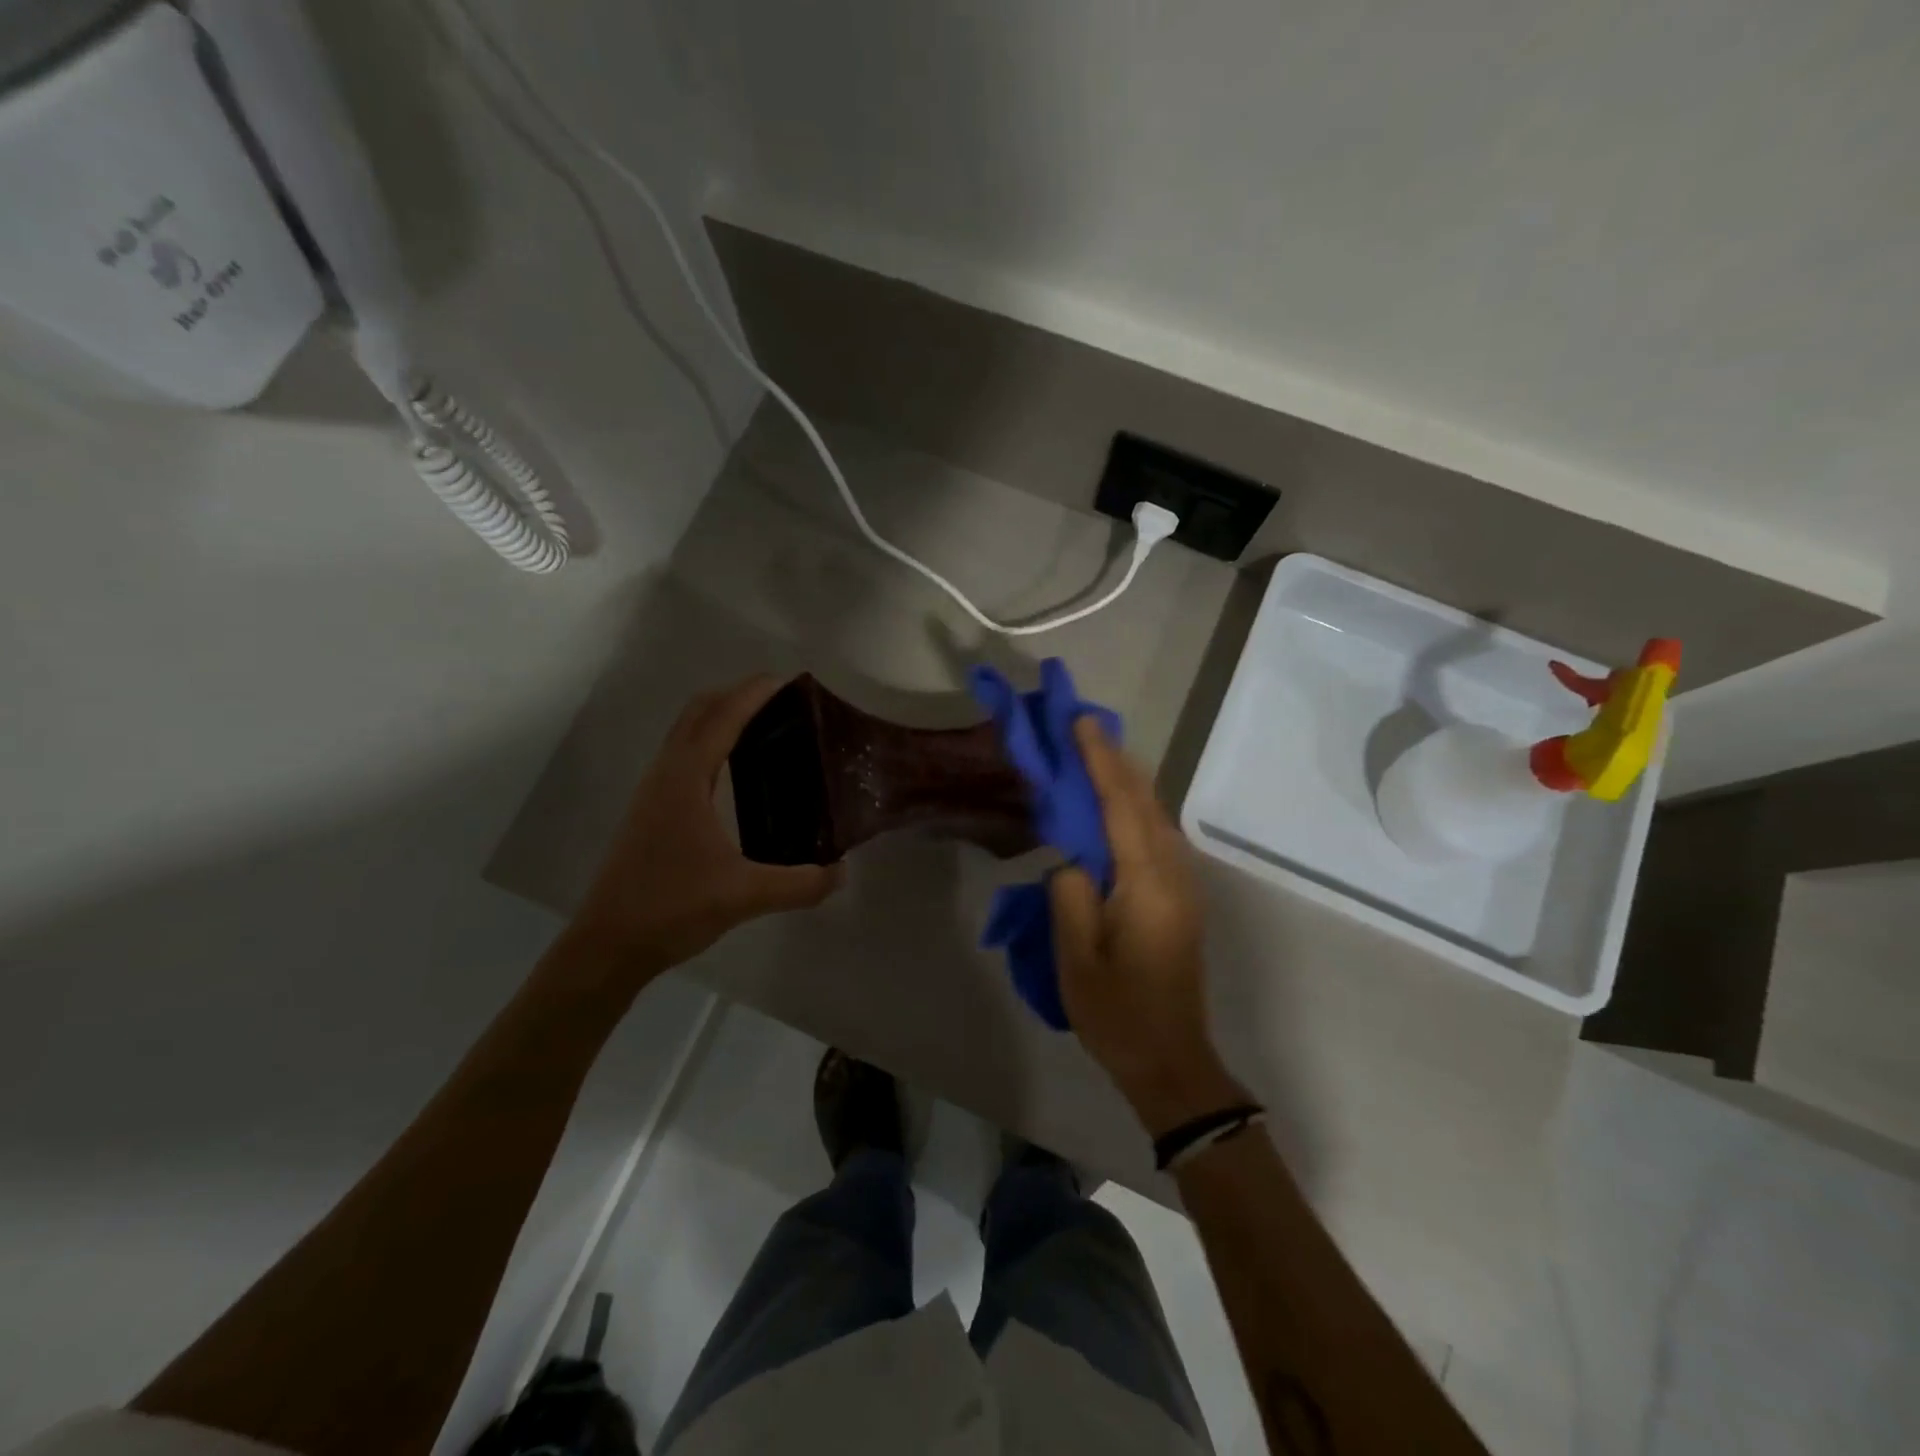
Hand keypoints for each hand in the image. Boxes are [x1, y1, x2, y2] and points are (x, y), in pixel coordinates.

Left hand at [563, 676, 843, 990]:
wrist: (607, 944)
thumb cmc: (671, 908)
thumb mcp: (744, 897)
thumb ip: (800, 884)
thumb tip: (841, 872)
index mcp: (685, 780)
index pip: (722, 718)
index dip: (754, 693)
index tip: (790, 680)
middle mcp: (666, 775)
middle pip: (698, 712)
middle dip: (737, 694)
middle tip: (782, 700)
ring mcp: (653, 792)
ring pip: (686, 732)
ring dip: (720, 716)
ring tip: (764, 727)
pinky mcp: (651, 812)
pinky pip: (682, 756)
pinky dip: (709, 742)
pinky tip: (734, 771)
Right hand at [1051, 718, 1244, 1136]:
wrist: (1171, 1060)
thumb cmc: (1118, 1014)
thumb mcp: (1076, 957)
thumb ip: (1070, 894)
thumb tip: (1074, 858)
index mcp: (1147, 883)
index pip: (1121, 804)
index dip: (1100, 760)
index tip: (1080, 721)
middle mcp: (1173, 872)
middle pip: (1144, 800)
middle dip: (1114, 759)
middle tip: (1080, 726)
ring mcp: (1183, 884)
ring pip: (1154, 814)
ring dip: (1125, 780)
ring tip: (1091, 754)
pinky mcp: (1180, 897)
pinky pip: (1155, 835)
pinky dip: (1132, 807)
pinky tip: (1112, 804)